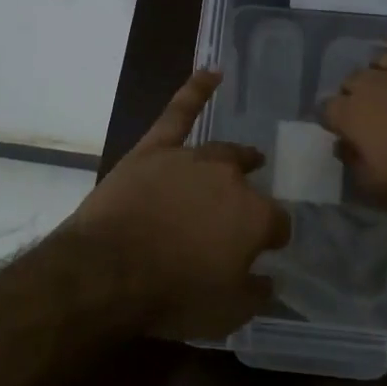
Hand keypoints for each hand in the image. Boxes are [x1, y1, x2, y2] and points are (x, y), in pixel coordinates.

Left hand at [63, 69, 290, 339]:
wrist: (108, 271)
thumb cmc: (172, 296)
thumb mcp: (227, 313)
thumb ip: (256, 292)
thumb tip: (269, 279)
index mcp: (255, 217)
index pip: (277, 224)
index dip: (272, 238)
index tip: (264, 251)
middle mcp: (230, 180)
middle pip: (249, 185)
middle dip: (250, 199)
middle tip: (241, 215)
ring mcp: (192, 158)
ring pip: (222, 152)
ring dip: (237, 158)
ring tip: (247, 158)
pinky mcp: (155, 149)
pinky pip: (179, 112)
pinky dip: (196, 90)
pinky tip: (211, 72)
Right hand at [321, 25, 386, 225]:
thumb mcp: (378, 191)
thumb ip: (353, 163)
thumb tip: (343, 144)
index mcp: (353, 115)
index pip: (328, 109)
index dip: (336, 122)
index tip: (346, 134)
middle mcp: (374, 83)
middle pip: (353, 81)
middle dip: (357, 97)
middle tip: (374, 117)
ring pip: (382, 58)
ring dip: (382, 73)